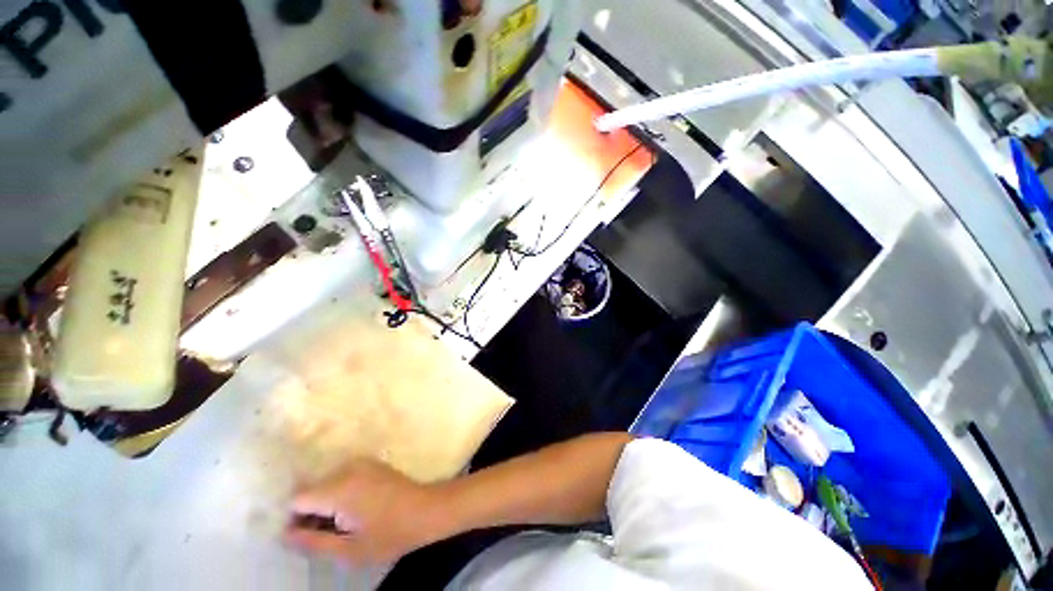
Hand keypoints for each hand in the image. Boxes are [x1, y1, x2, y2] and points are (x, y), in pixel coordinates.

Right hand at [284, 459, 445, 566]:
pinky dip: (340, 493)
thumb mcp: (348, 550)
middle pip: (311, 489)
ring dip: (325, 503)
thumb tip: (284, 534)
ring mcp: (361, 462)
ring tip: (344, 524)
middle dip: (311, 512)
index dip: (295, 520)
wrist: (426, 510)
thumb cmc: (389, 535)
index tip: (307, 536)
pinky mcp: (371, 463)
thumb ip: (312, 542)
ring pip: (326, 483)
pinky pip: (342, 477)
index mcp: (340, 488)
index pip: (297, 499)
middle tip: (330, 533)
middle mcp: (347, 468)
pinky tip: (355, 510)